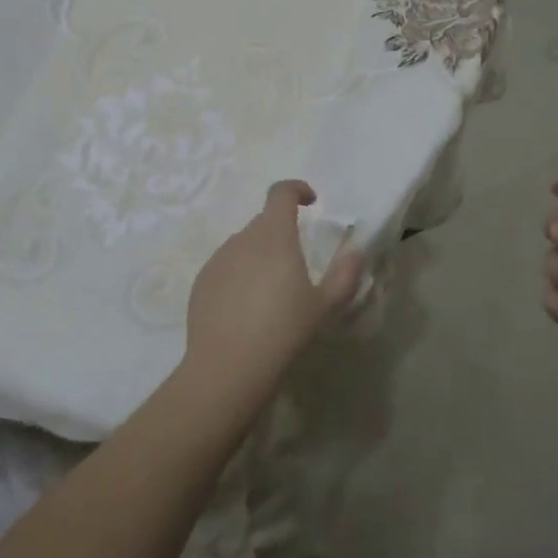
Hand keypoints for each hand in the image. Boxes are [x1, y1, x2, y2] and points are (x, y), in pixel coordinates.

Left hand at [183, 180, 363, 400]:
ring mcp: (218, 259)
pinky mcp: (201, 282)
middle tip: (297, 264)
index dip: (297, 189)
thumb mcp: (325, 306)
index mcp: (274, 236)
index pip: (281, 192)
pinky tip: (246, 309)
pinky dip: (239, 275)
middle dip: (282, 232)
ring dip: (260, 255)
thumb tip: (356, 251)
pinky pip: (226, 266)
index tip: (311, 202)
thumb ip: (345, 273)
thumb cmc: (283, 332)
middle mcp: (242, 239)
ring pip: (244, 245)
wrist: (228, 368)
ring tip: (271, 292)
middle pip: (264, 222)